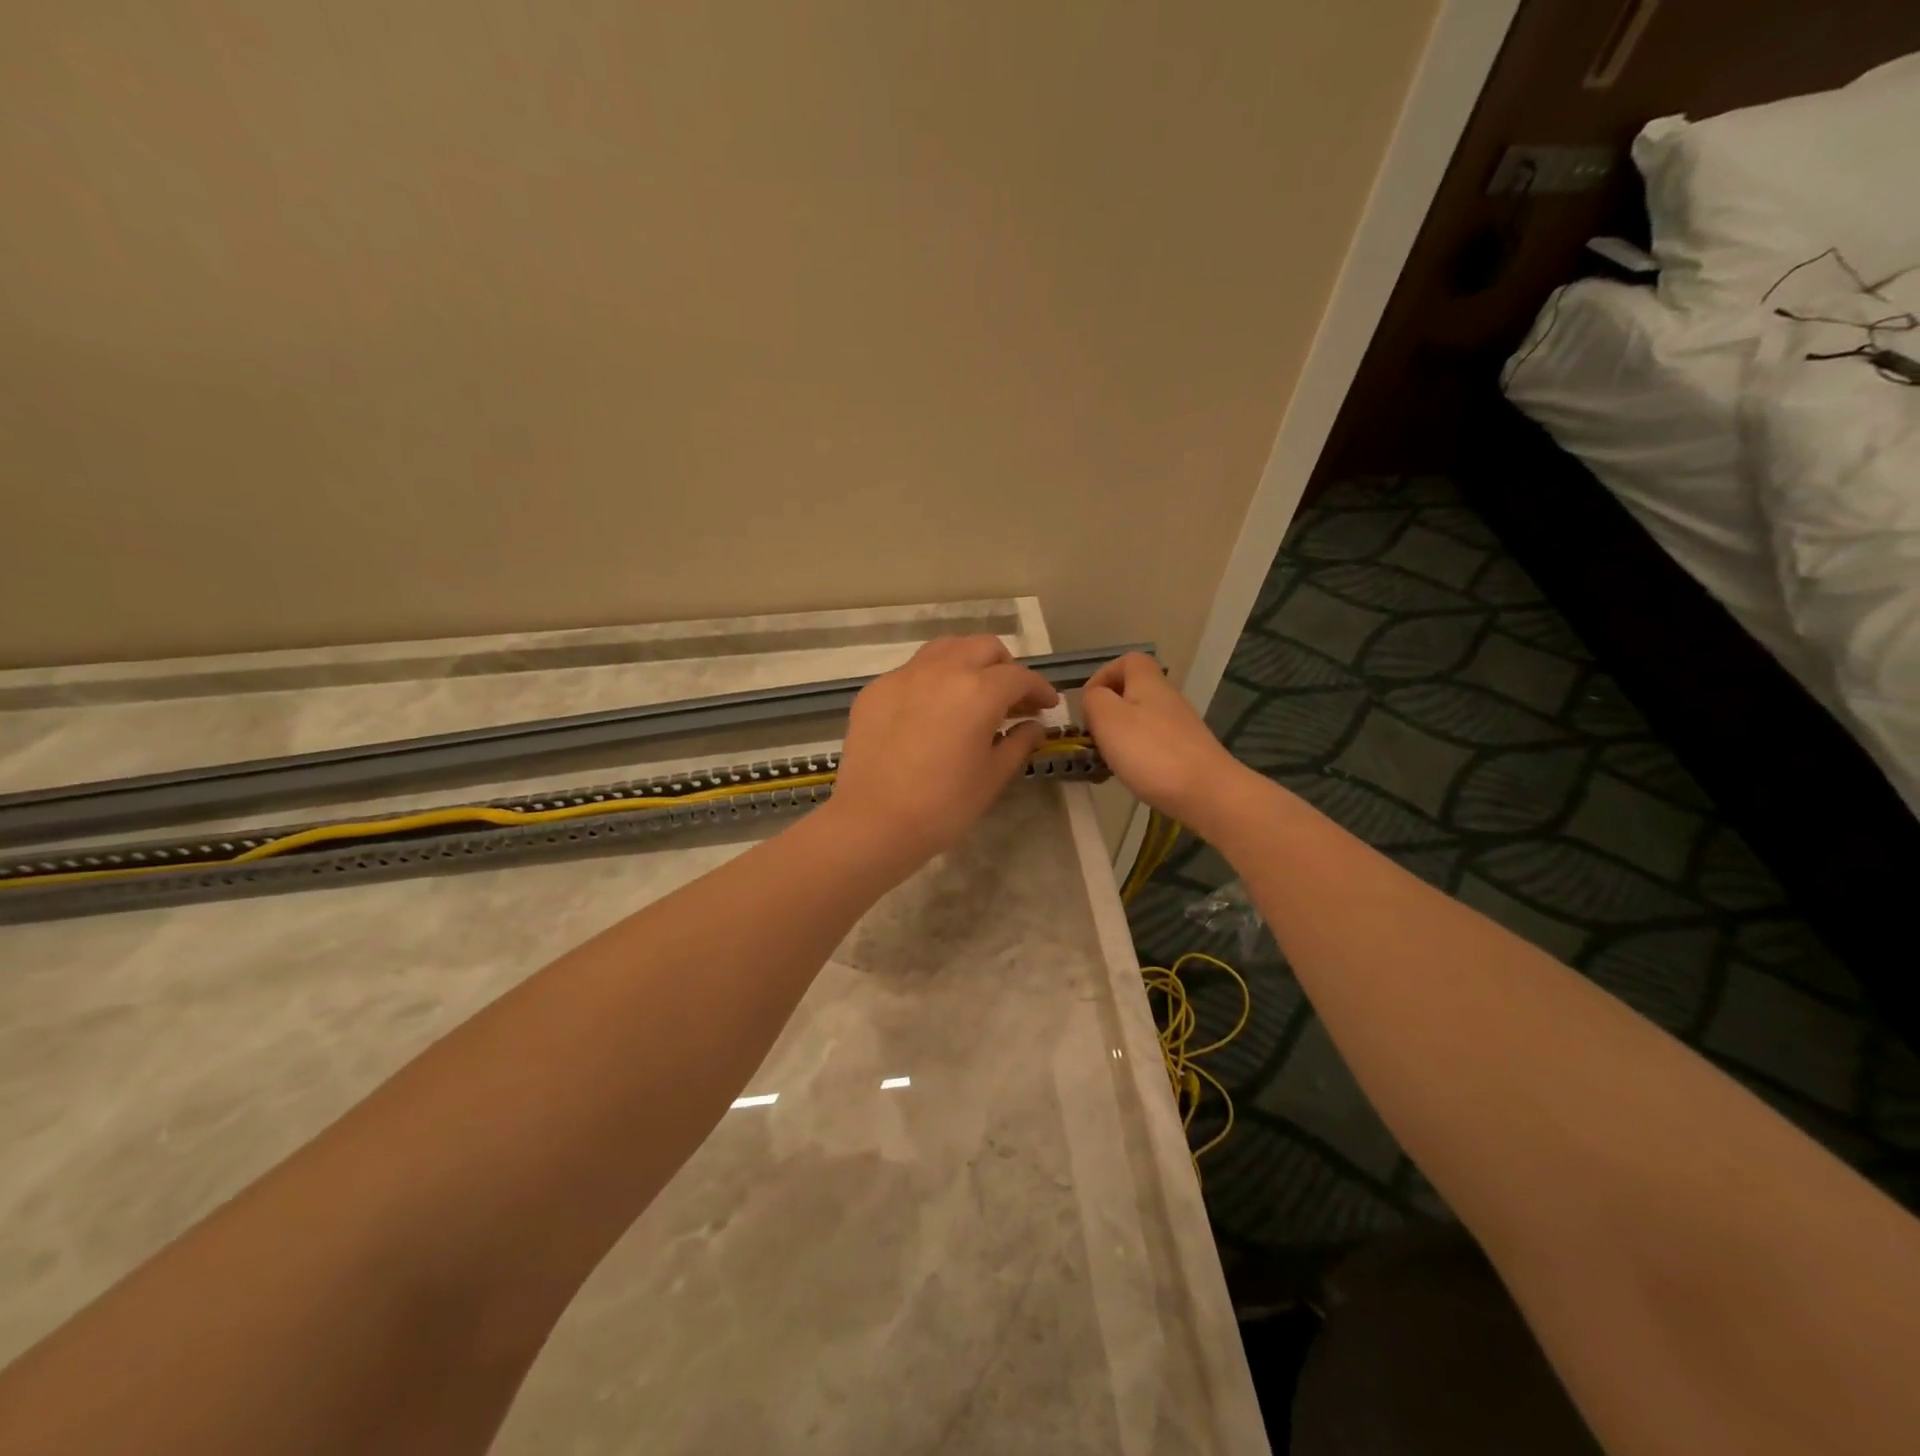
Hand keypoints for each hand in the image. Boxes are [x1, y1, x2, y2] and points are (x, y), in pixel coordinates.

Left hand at [825, 635, 1059, 868]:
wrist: (874, 822)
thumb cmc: (944, 805)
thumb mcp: (993, 776)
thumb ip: (1018, 742)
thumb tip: (1033, 725)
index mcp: (978, 690)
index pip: (1019, 677)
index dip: (1039, 689)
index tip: (1047, 705)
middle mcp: (942, 670)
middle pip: (983, 648)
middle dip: (1005, 667)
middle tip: (1011, 698)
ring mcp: (904, 676)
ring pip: (945, 648)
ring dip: (967, 662)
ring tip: (972, 694)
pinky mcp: (876, 689)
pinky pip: (913, 671)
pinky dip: (932, 680)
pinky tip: (931, 711)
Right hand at [1080, 652, 1247, 831]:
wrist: (1207, 793)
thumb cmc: (1150, 751)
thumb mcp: (1107, 718)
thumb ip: (1093, 700)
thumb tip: (1094, 699)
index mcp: (1148, 682)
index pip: (1128, 661)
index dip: (1103, 676)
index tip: (1088, 703)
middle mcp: (1167, 699)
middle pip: (1133, 693)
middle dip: (1108, 713)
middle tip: (1093, 738)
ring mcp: (1180, 727)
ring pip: (1141, 722)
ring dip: (1120, 739)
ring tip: (1107, 763)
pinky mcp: (1187, 754)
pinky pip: (1153, 747)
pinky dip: (1137, 758)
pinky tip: (1131, 777)